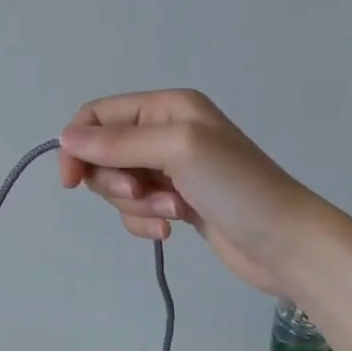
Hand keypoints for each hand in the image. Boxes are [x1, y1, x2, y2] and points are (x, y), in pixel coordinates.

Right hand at [57, 90, 337, 298]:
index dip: (77, 144)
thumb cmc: (235, 186)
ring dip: (135, 204)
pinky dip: (144, 221)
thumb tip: (64, 138)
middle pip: (103, 153)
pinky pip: (136, 208)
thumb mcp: (177, 149)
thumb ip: (118, 142)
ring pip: (118, 184)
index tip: (71, 181)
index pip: (98, 115)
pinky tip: (170, 231)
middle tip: (142, 192)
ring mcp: (170, 169)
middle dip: (114, 179)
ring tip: (171, 213)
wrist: (287, 243)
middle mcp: (165, 132)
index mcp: (166, 107)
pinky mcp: (176, 202)